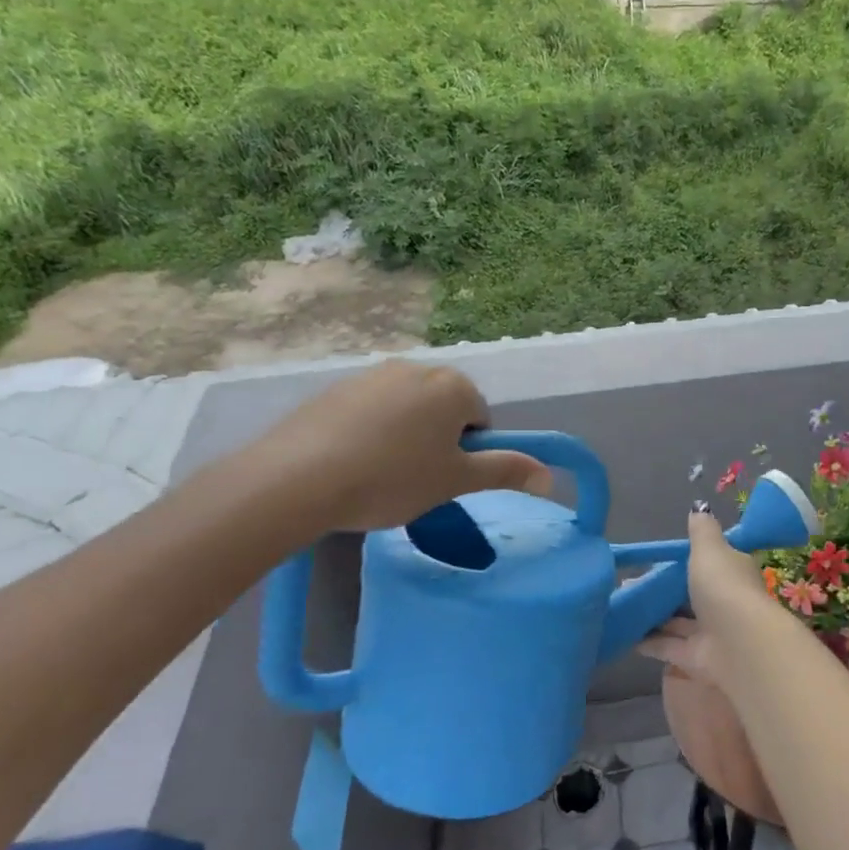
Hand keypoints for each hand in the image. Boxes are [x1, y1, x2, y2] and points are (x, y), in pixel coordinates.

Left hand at [246, 361, 549, 535]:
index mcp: (454, 386)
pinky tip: (351, 462)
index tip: (443, 478)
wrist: (297, 478)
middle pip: (446, 409)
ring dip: (406, 435)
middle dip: (439, 440)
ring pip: (408, 409)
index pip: (481, 420)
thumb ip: (506, 471)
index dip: (468, 453)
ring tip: (380, 473)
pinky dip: (371, 431)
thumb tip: (550, 476)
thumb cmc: (392, 479)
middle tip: (416, 478)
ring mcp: (372, 374)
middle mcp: (417, 368)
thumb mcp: (456, 481)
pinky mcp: (335, 388)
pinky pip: (371, 410)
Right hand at [637, 511, 776, 686]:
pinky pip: (667, 646)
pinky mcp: (695, 658)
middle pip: (689, 594)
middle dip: (662, 590)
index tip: (656, 560)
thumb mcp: (710, 549)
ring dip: (652, 614)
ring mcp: (710, 632)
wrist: (739, 644)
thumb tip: (699, 507)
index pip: (709, 563)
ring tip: (620, 604)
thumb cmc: (724, 587)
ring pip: (676, 622)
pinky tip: (625, 634)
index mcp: (731, 573)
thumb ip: (701, 531)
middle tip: (627, 583)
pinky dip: (648, 641)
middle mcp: (723, 602)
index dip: (685, 561)